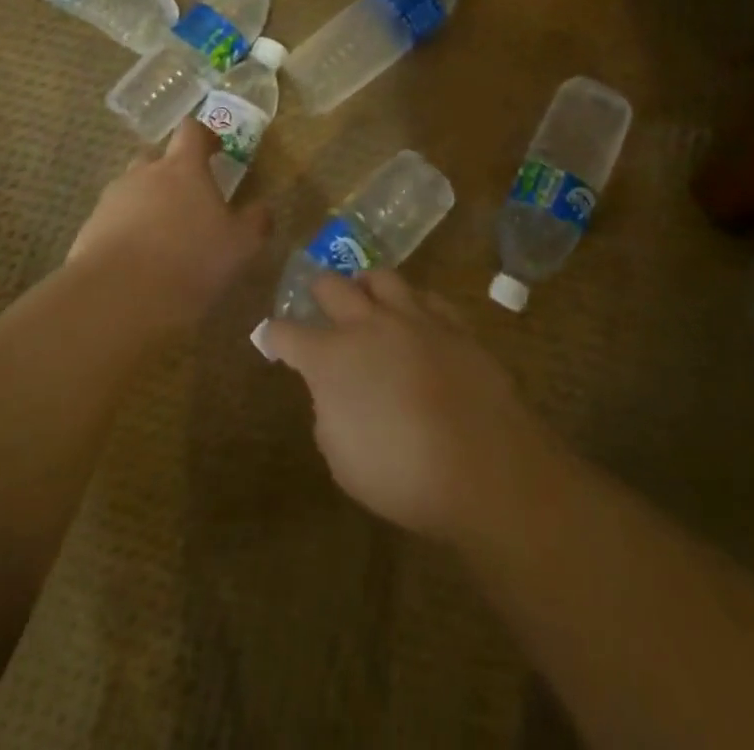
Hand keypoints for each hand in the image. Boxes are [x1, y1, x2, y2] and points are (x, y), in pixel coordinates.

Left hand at [66, 119, 272, 335]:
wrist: (116, 298)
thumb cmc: (190, 262)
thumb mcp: (240, 246)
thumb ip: (255, 222)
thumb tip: (263, 208)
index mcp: (183, 168)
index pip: (191, 131)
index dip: (204, 136)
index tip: (216, 151)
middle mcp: (144, 174)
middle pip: (156, 158)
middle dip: (171, 172)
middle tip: (188, 199)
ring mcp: (112, 200)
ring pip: (132, 190)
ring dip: (147, 204)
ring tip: (162, 237)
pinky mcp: (89, 229)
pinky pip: (112, 220)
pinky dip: (125, 232)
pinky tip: (137, 262)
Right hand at [262, 272, 562, 544]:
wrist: (484, 466)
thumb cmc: (402, 475)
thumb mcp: (342, 459)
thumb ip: (329, 414)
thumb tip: (336, 392)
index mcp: (331, 357)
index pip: (287, 333)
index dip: (274, 335)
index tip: (269, 337)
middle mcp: (367, 324)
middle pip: (331, 286)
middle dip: (317, 291)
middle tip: (317, 300)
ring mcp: (414, 317)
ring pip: (381, 277)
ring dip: (366, 285)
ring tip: (366, 295)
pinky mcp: (453, 324)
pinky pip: (427, 298)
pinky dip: (415, 304)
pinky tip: (417, 318)